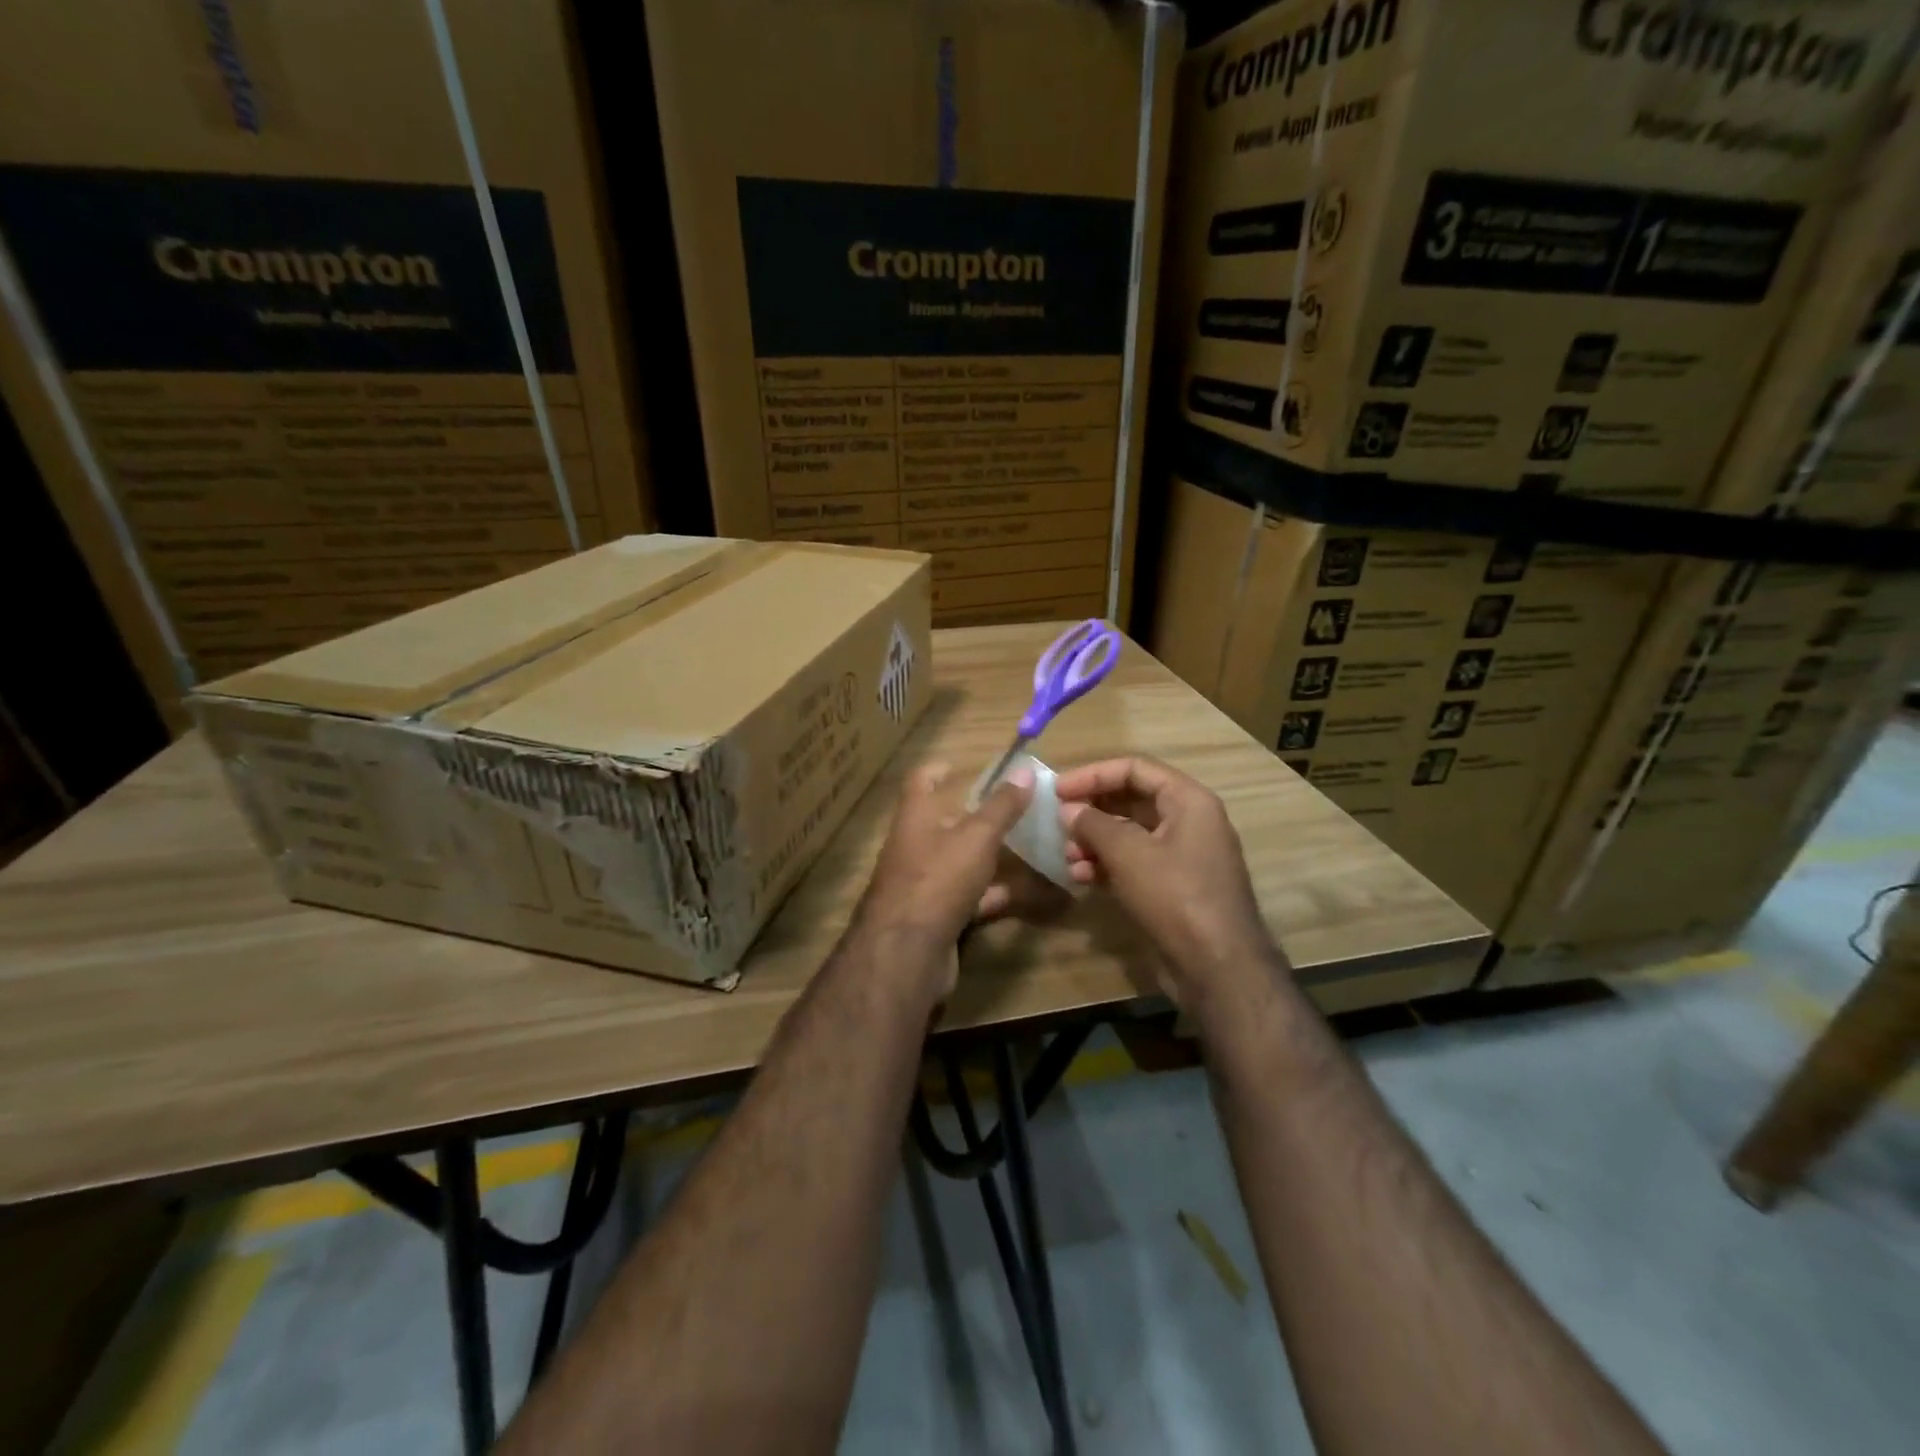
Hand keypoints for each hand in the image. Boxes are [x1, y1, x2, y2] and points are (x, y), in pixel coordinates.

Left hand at [852, 762, 1034, 998]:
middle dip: (977, 815)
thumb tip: (1023, 769)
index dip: (939, 769)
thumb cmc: (938, 879)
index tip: (961, 765)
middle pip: (944, 822)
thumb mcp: (977, 837)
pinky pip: (970, 896)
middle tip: (1015, 809)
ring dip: (991, 856)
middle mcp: (915, 845)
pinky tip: (1027, 893)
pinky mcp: (936, 915)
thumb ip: (1002, 806)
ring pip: (961, 861)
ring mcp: (924, 883)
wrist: (907, 953)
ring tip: (1030, 847)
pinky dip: (995, 893)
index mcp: (916, 817)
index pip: (921, 780)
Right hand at [1055, 757, 1281, 1007]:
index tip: (1058, 790)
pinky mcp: (1173, 887)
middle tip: (1058, 821)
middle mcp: (1189, 822)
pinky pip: (1134, 863)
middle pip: (1131, 800)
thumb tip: (1069, 810)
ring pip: (1130, 834)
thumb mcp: (1129, 853)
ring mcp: (1182, 856)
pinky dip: (1107, 865)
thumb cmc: (1175, 895)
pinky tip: (1080, 878)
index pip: (1135, 769)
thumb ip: (1094, 825)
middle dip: (1092, 810)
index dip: (1094, 775)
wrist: (1217, 967)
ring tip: (1067, 856)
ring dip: (1094, 841)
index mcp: (1188, 801)